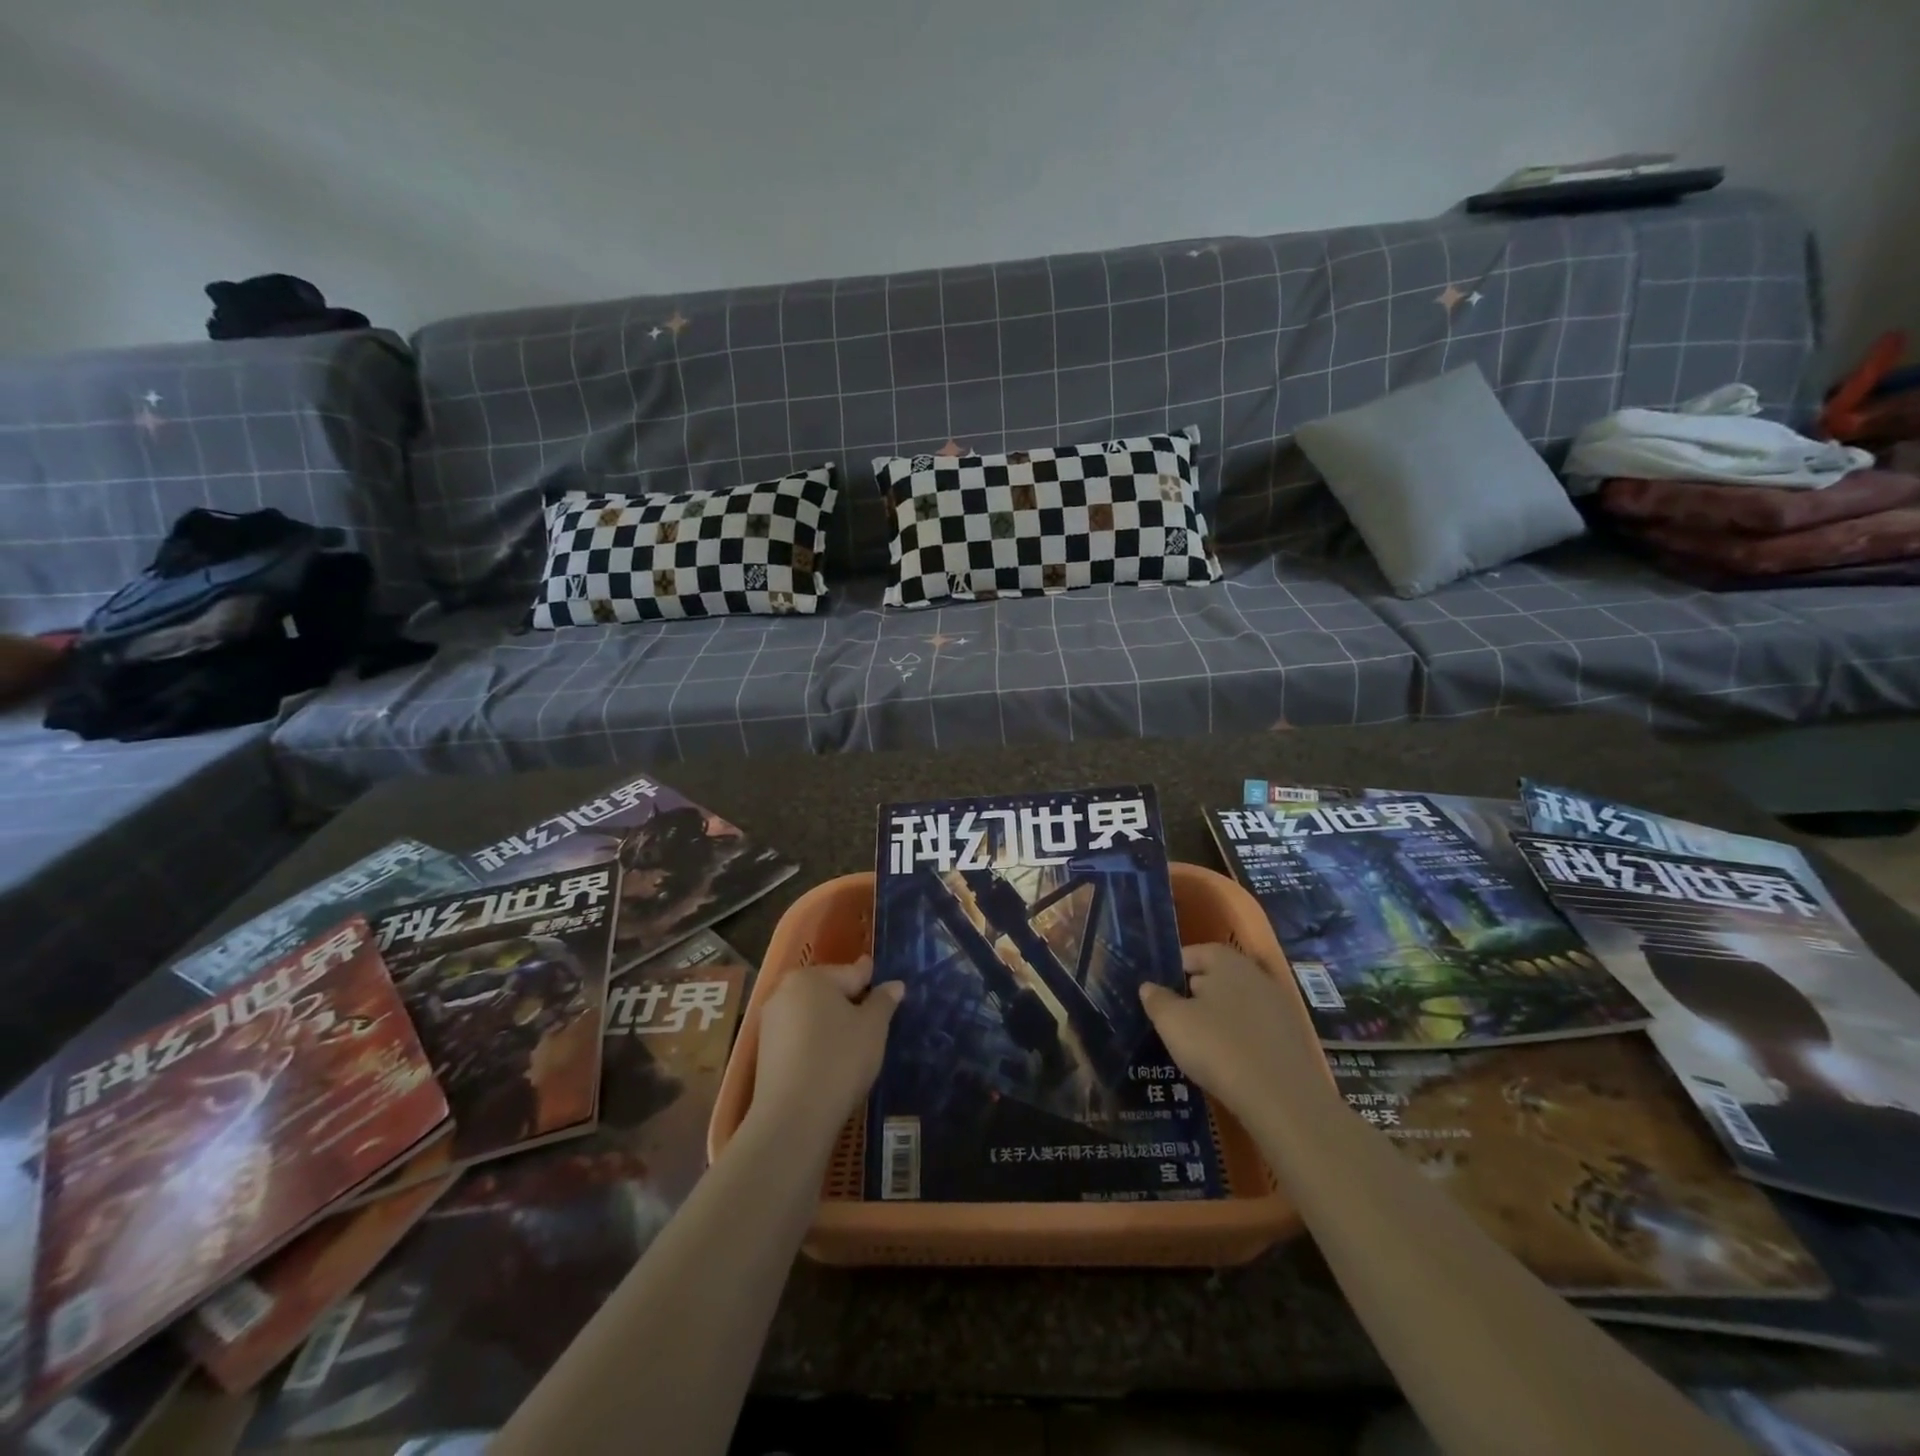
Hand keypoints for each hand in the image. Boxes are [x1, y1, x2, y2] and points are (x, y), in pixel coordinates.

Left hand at [750, 957, 903, 1147]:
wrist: (793, 1118)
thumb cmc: (839, 1060)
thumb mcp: (873, 1028)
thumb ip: (883, 1001)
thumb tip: (894, 985)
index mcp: (811, 977)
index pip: (851, 973)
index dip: (871, 980)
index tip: (883, 981)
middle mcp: (784, 992)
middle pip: (828, 991)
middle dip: (850, 1001)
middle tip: (873, 1019)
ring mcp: (770, 1023)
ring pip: (812, 1014)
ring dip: (832, 1023)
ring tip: (854, 1042)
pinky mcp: (765, 1052)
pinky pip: (799, 1037)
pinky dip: (816, 1042)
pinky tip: (830, 1059)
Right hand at [1141, 944, 1328, 1129]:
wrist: (1282, 1099)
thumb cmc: (1217, 1046)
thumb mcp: (1172, 1022)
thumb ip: (1157, 999)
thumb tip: (1149, 987)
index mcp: (1227, 961)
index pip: (1195, 953)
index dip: (1174, 969)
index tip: (1159, 991)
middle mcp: (1257, 975)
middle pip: (1219, 977)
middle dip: (1197, 993)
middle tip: (1175, 1017)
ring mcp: (1280, 1007)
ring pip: (1239, 1005)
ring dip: (1220, 1018)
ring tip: (1200, 1043)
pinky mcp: (1293, 1039)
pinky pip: (1257, 1030)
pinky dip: (1241, 1039)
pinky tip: (1228, 1061)